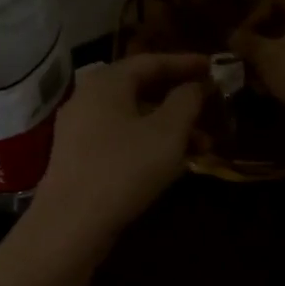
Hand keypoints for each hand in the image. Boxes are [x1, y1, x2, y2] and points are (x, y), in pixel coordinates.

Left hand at [29, 53, 209, 244]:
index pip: (151, 61)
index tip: (214, 67)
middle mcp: (88, 98)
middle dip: (179, 100)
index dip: (185, 63)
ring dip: (168, 127)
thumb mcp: (167, 133)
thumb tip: (193, 85)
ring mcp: (79, 129)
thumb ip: (186, 101)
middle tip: (211, 108)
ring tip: (202, 146)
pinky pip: (120, 138)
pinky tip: (171, 163)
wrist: (70, 224)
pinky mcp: (78, 157)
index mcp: (106, 82)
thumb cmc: (123, 169)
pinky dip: (148, 143)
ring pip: (132, 117)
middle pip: (140, 88)